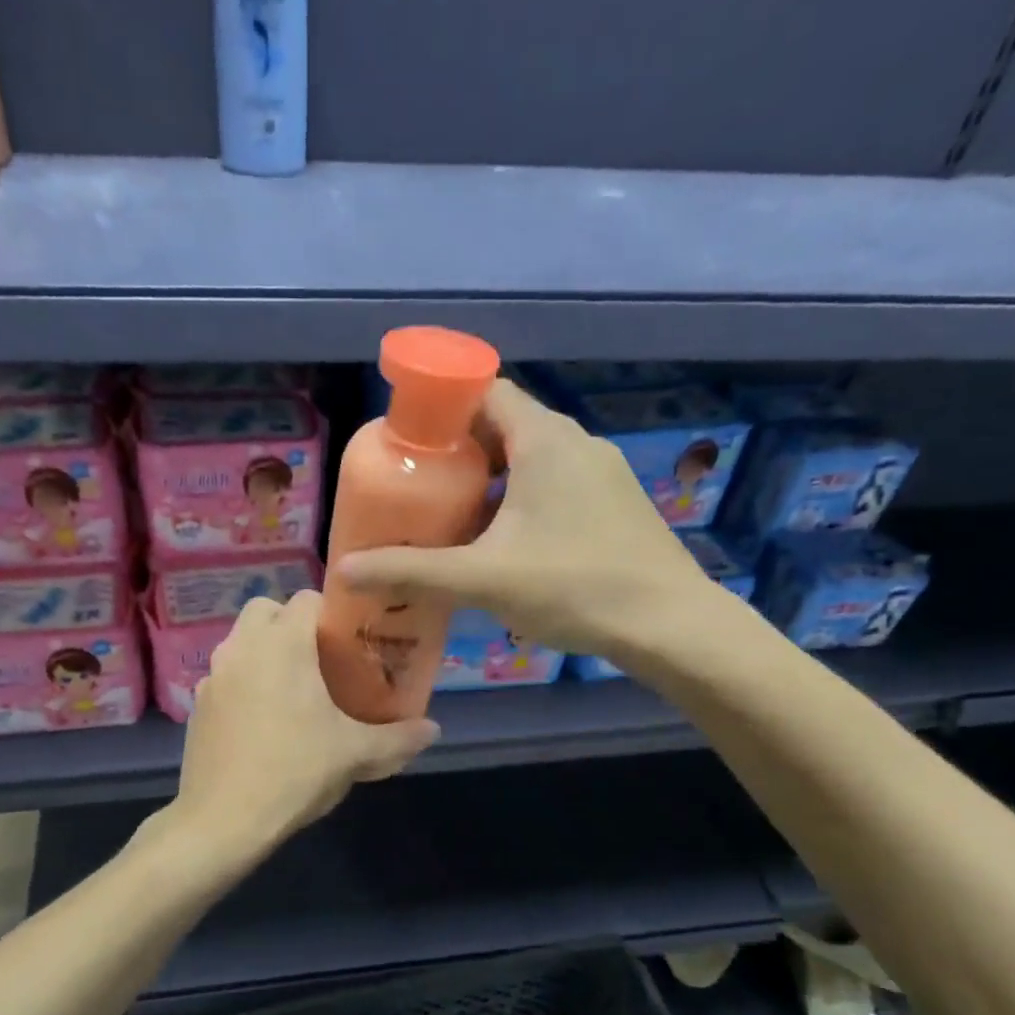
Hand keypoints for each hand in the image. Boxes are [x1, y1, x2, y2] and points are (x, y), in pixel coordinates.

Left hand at [174, 590, 437, 842]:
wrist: (223, 819)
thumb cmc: (295, 771)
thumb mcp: (355, 754)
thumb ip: (398, 737)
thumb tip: (433, 729)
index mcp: (282, 644)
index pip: (306, 599)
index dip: (331, 614)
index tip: (348, 643)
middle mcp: (242, 647)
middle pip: (265, 610)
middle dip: (290, 624)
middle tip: (318, 661)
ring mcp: (213, 675)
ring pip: (241, 642)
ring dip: (264, 651)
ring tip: (292, 692)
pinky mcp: (197, 704)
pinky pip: (225, 676)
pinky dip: (243, 682)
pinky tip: (260, 721)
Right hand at [337, 380, 735, 658]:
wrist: (670, 625)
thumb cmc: (574, 585)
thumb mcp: (482, 579)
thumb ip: (411, 572)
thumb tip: (345, 570)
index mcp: (543, 439)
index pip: (484, 390)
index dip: (441, 405)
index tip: (406, 438)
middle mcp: (575, 443)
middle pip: (503, 426)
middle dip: (457, 450)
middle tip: (418, 484)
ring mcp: (600, 473)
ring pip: (529, 459)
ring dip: (489, 480)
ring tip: (451, 517)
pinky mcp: (613, 503)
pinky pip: (554, 484)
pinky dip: (519, 499)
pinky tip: (502, 544)